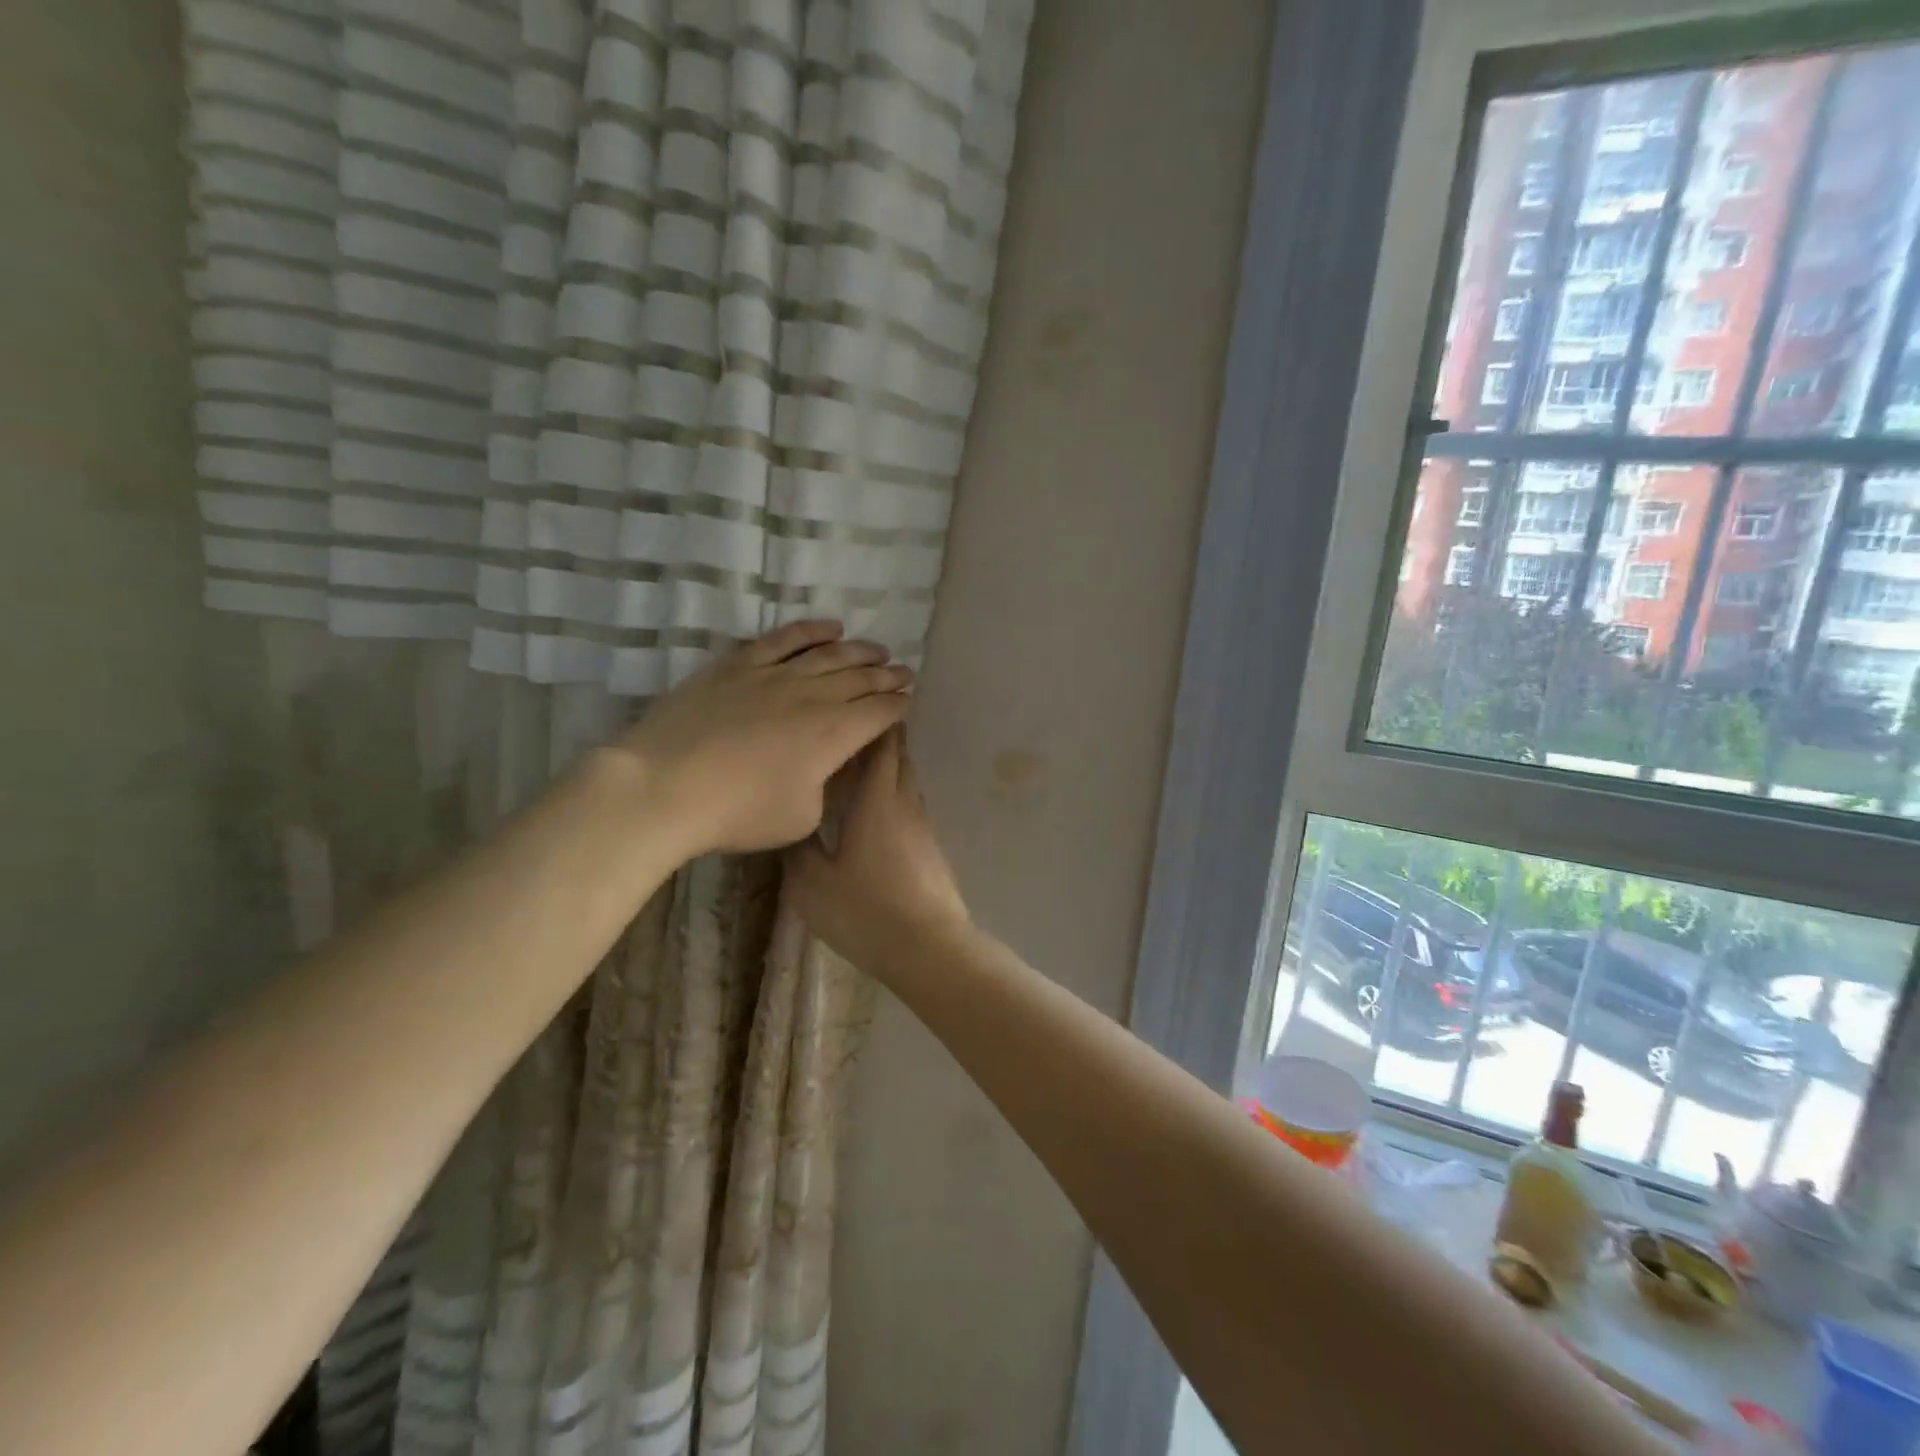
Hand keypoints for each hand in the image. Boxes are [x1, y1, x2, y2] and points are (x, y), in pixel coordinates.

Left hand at [614, 621, 912, 856]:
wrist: (665, 787)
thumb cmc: (739, 813)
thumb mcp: (802, 816)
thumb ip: (824, 785)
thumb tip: (824, 765)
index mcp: (834, 734)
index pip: (879, 712)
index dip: (899, 706)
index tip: (908, 701)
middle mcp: (813, 695)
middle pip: (861, 678)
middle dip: (888, 676)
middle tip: (904, 672)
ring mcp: (774, 674)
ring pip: (829, 653)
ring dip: (859, 650)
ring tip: (877, 650)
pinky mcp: (739, 665)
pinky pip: (783, 638)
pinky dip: (811, 630)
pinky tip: (830, 627)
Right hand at [787, 728, 970, 975]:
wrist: (929, 947)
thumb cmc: (866, 910)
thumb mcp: (813, 884)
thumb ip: (799, 849)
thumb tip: (792, 823)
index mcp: (877, 800)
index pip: (881, 747)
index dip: (873, 724)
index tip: (859, 706)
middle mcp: (905, 804)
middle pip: (899, 759)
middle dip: (881, 740)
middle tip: (852, 732)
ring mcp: (924, 827)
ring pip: (907, 783)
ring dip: (889, 769)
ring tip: (861, 769)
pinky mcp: (932, 850)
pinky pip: (911, 809)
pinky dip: (894, 798)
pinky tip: (876, 815)